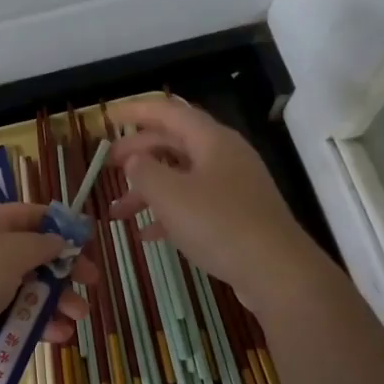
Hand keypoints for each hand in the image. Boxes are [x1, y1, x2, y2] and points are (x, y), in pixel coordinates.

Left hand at [0, 202, 94, 379]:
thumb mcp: (10, 252)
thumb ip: (41, 244)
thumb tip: (60, 240)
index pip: (31, 216)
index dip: (60, 226)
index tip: (87, 241)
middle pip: (35, 255)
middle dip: (65, 269)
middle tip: (92, 282)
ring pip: (31, 289)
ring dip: (57, 301)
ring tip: (78, 316)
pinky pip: (19, 316)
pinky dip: (40, 324)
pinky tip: (58, 335)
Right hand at [108, 97, 320, 304]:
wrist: (276, 271)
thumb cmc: (219, 224)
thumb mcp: (170, 195)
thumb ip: (144, 171)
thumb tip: (133, 159)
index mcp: (211, 140)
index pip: (168, 112)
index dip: (136, 111)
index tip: (108, 118)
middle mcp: (224, 156)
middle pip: (174, 143)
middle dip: (138, 153)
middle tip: (107, 166)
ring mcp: (233, 187)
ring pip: (181, 177)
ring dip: (148, 190)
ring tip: (118, 211)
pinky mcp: (236, 216)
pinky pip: (194, 204)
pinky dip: (168, 213)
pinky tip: (146, 234)